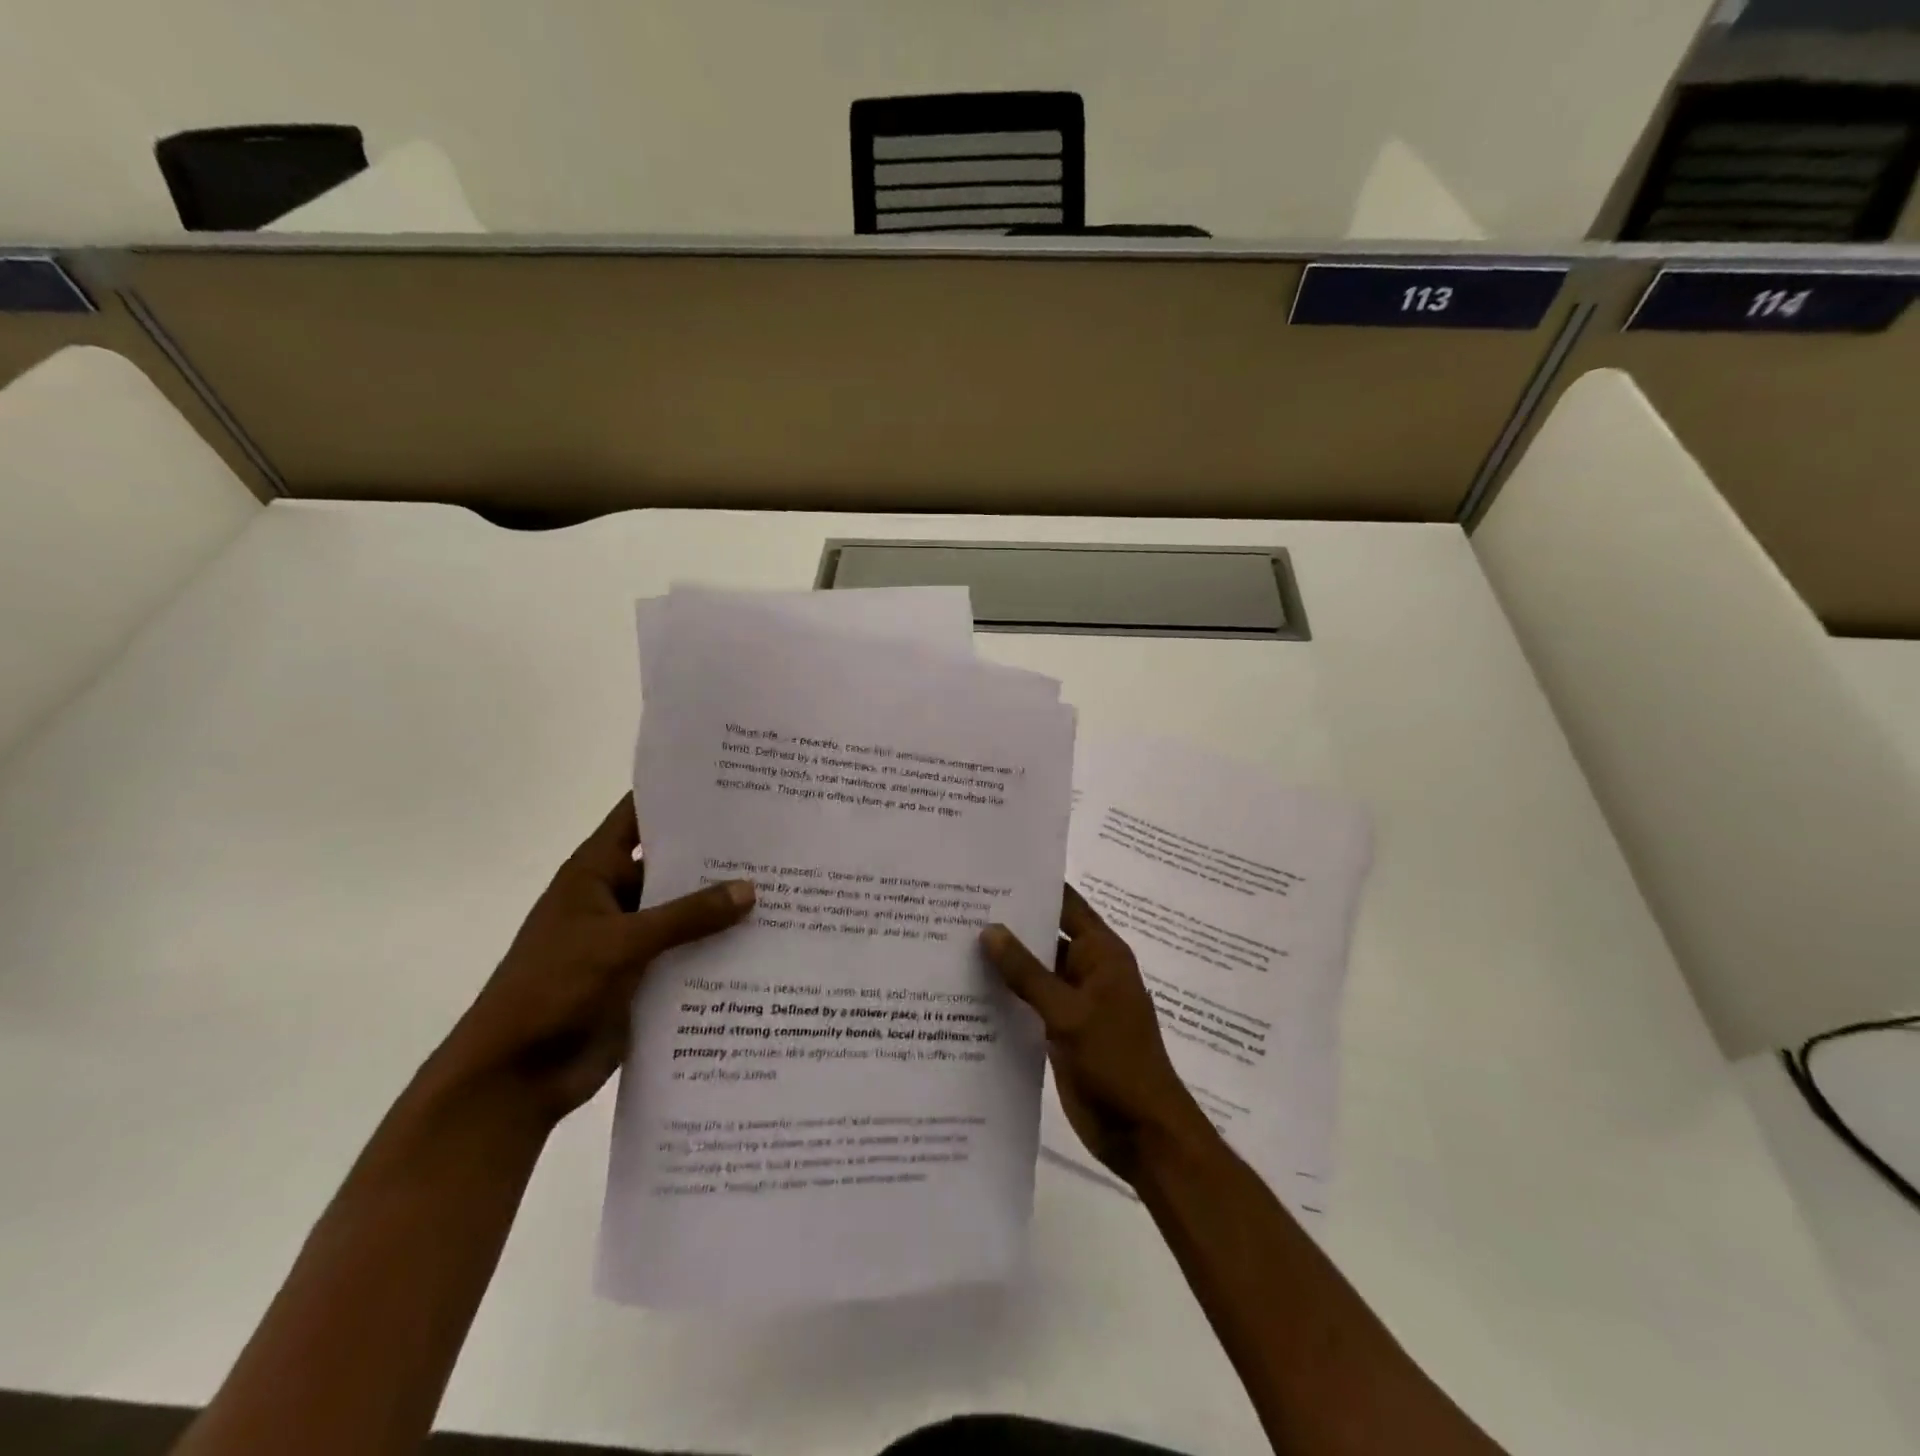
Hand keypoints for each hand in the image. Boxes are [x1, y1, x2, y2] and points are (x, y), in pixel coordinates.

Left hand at [436, 795, 754, 1124]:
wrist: (514, 1077)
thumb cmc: (552, 989)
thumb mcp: (620, 943)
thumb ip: (686, 916)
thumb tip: (750, 889)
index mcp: (596, 874)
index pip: (639, 817)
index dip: (677, 797)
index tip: (732, 784)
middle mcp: (617, 899)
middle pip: (672, 866)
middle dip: (718, 855)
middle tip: (777, 839)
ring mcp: (632, 941)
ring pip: (686, 913)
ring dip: (724, 907)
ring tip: (786, 888)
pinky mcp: (646, 979)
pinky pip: (689, 955)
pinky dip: (719, 949)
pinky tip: (767, 942)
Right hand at [981, 885, 1212, 1186]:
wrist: (1143, 1133)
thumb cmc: (1116, 1062)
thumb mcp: (1069, 1013)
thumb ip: (1028, 973)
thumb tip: (989, 930)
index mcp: (1101, 953)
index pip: (1065, 904)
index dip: (1034, 885)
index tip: (990, 870)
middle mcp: (1087, 970)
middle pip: (1045, 935)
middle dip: (1008, 923)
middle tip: (956, 905)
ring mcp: (1073, 1002)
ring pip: (1034, 971)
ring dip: (1003, 962)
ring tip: (950, 941)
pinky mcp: (1060, 1031)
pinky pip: (1029, 1003)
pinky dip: (1005, 997)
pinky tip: (966, 991)